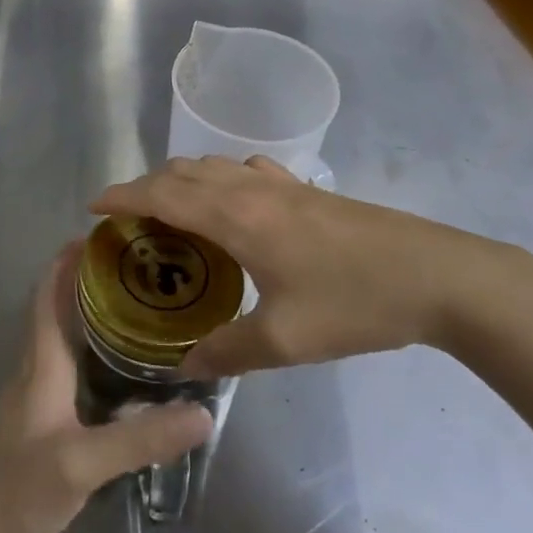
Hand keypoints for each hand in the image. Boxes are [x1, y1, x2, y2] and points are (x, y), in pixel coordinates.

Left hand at [0, 242, 212, 532]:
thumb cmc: (19, 488)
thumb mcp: (82, 462)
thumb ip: (140, 439)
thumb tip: (203, 413)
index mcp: (42, 364)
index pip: (49, 296)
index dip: (67, 262)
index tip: (101, 236)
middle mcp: (37, 370)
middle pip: (58, 311)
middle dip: (89, 283)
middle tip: (137, 269)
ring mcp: (37, 398)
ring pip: (64, 340)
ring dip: (91, 316)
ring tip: (137, 308)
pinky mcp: (42, 423)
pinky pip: (70, 369)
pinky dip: (93, 353)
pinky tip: (122, 370)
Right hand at [90, 156, 532, 377]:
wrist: (438, 275)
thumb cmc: (355, 303)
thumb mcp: (286, 340)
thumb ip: (228, 351)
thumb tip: (185, 366)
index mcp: (236, 217)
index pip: (162, 194)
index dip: (123, 196)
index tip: (94, 207)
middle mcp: (250, 189)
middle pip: (182, 172)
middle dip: (146, 186)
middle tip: (128, 218)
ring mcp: (282, 183)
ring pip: (214, 165)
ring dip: (182, 179)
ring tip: (170, 209)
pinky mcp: (308, 189)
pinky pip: (247, 169)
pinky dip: (221, 177)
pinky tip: (233, 201)